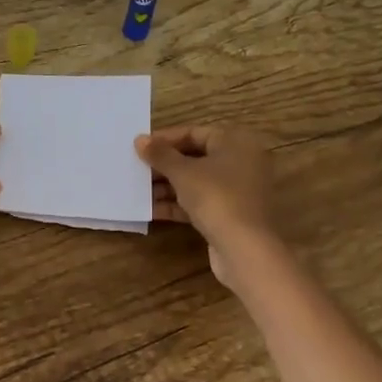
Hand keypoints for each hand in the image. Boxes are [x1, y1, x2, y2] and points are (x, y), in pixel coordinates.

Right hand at [136, 126, 278, 287]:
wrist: (245, 249)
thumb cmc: (216, 197)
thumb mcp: (183, 173)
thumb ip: (160, 154)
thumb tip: (139, 139)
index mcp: (236, 142)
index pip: (194, 132)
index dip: (165, 139)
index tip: (139, 147)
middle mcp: (240, 162)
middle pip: (195, 157)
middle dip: (164, 165)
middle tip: (136, 168)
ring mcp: (237, 190)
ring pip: (196, 182)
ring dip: (167, 186)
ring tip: (137, 190)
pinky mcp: (230, 215)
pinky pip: (200, 202)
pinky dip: (178, 204)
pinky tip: (150, 210)